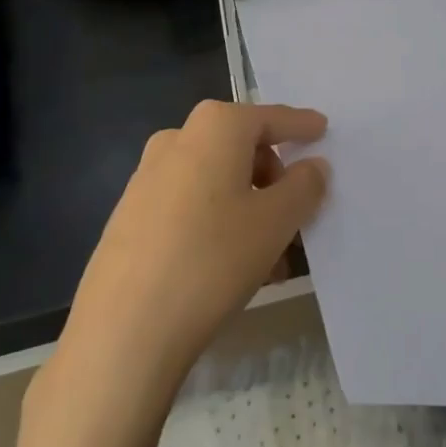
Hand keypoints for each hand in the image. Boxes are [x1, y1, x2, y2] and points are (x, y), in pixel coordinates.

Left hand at [64, 100, 328, 392]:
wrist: (123, 329)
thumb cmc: (212, 259)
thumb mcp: (276, 222)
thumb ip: (304, 186)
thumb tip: (313, 166)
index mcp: (216, 127)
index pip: (270, 118)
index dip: (300, 125)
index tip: (322, 130)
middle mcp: (177, 139)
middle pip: (241, 147)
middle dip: (273, 177)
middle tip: (295, 214)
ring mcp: (147, 176)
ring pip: (215, 180)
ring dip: (248, 206)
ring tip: (270, 257)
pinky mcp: (130, 214)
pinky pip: (189, 203)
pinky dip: (217, 221)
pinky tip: (229, 265)